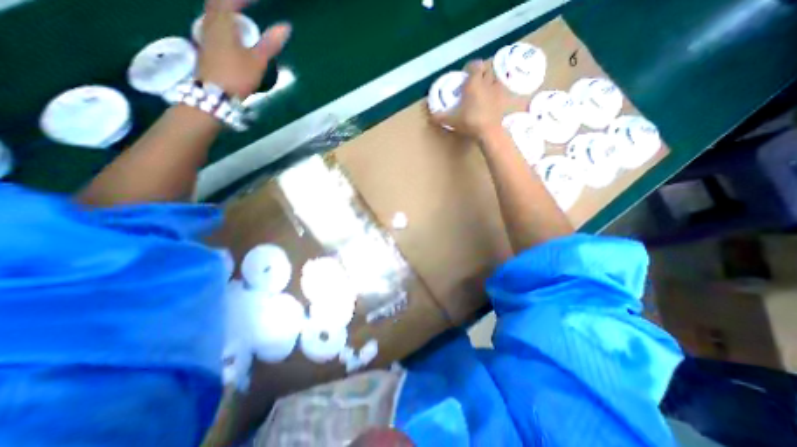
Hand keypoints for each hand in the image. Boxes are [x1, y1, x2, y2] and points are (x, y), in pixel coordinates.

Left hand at [197, 0, 292, 98]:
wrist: (215, 94)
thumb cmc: (237, 75)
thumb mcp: (257, 60)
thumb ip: (270, 43)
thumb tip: (286, 27)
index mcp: (223, 23)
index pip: (230, 0)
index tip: (257, 0)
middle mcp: (210, 23)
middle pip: (216, 3)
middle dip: (232, 2)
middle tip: (246, 4)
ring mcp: (206, 35)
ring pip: (212, 12)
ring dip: (224, 9)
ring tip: (238, 13)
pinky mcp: (206, 46)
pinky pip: (211, 24)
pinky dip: (221, 20)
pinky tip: (229, 30)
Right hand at [430, 59, 509, 137]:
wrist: (489, 131)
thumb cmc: (470, 122)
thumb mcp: (452, 121)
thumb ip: (440, 117)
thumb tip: (431, 116)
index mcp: (474, 83)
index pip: (475, 65)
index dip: (471, 67)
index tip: (466, 74)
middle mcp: (487, 82)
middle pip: (487, 70)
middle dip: (481, 73)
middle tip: (475, 83)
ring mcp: (498, 90)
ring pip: (496, 79)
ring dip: (491, 82)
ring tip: (485, 91)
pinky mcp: (505, 100)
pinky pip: (503, 91)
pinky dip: (499, 93)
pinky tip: (494, 101)